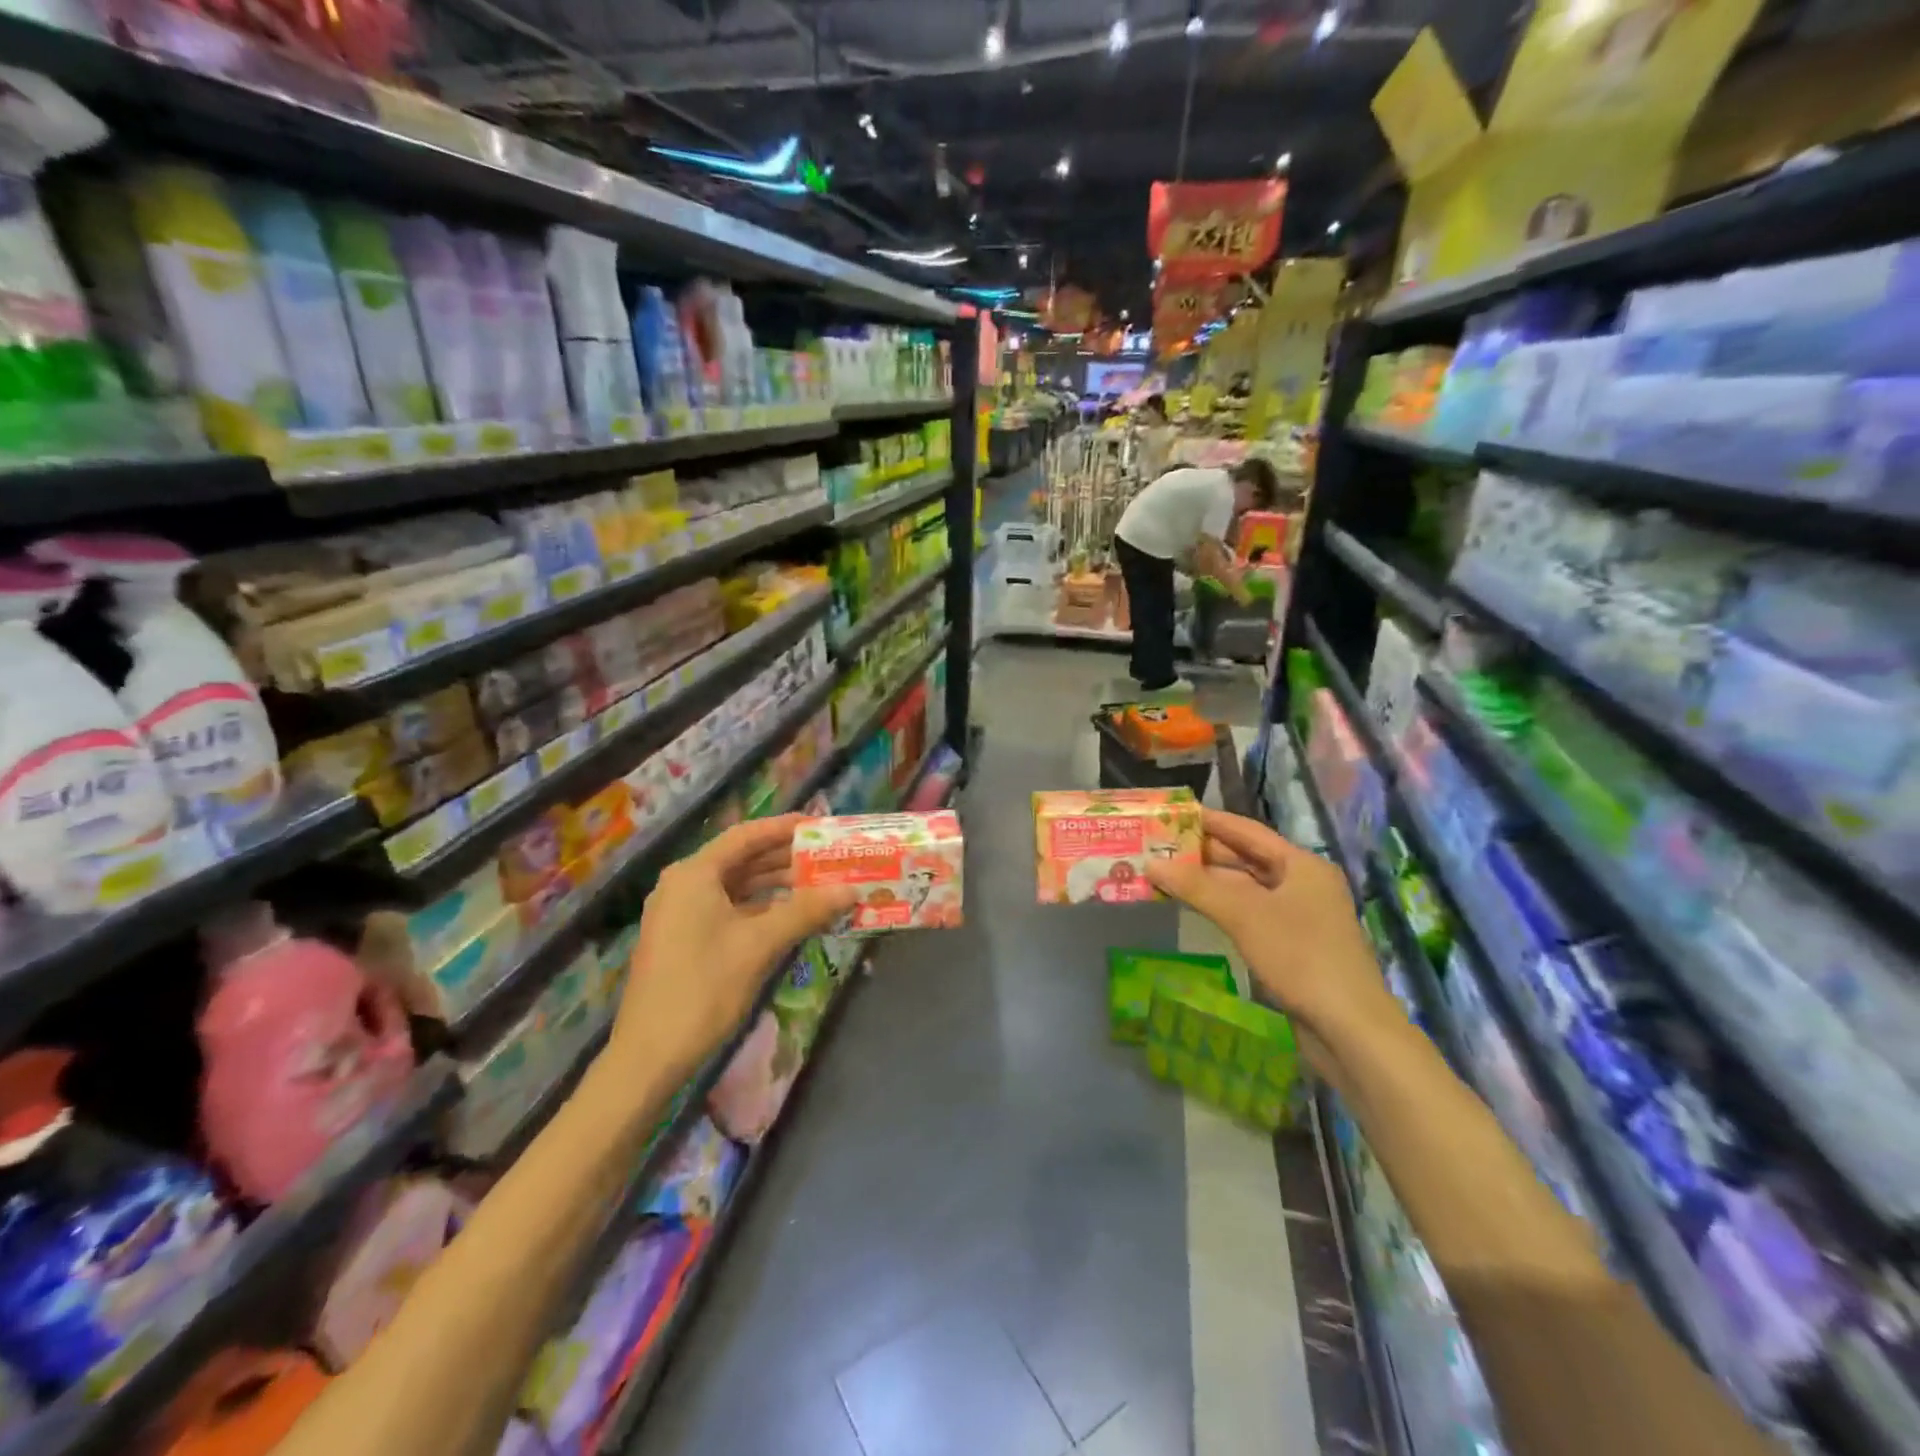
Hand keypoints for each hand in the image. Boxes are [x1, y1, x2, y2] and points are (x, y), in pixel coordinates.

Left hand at [614, 815, 856, 1082]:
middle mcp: (684, 885)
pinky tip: (792, 917)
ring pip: (737, 887)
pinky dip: (761, 910)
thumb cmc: (704, 988)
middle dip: (786, 859)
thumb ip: (806, 910)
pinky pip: (729, 910)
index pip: (746, 836)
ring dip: (776, 886)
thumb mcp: (760, 945)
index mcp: (694, 874)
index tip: (820, 825)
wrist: (650, 1056)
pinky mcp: (685, 939)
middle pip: (742, 860)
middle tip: (828, 858)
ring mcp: (681, 913)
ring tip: (819, 886)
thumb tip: (851, 889)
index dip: (784, 828)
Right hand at [1145, 810, 1400, 1040]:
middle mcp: (1303, 883)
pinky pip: (1251, 913)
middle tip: (1161, 845)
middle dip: (1204, 853)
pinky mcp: (1293, 944)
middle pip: (1247, 858)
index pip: (1247, 831)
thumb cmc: (1300, 956)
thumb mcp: (1244, 915)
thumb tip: (1151, 863)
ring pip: (1247, 888)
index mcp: (1301, 864)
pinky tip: (1196, 907)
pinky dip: (1223, 906)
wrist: (1349, 1027)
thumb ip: (1196, 886)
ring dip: (1210, 882)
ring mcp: (1300, 915)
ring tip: (1168, 873)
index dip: (1210, 821)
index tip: (1173, 814)